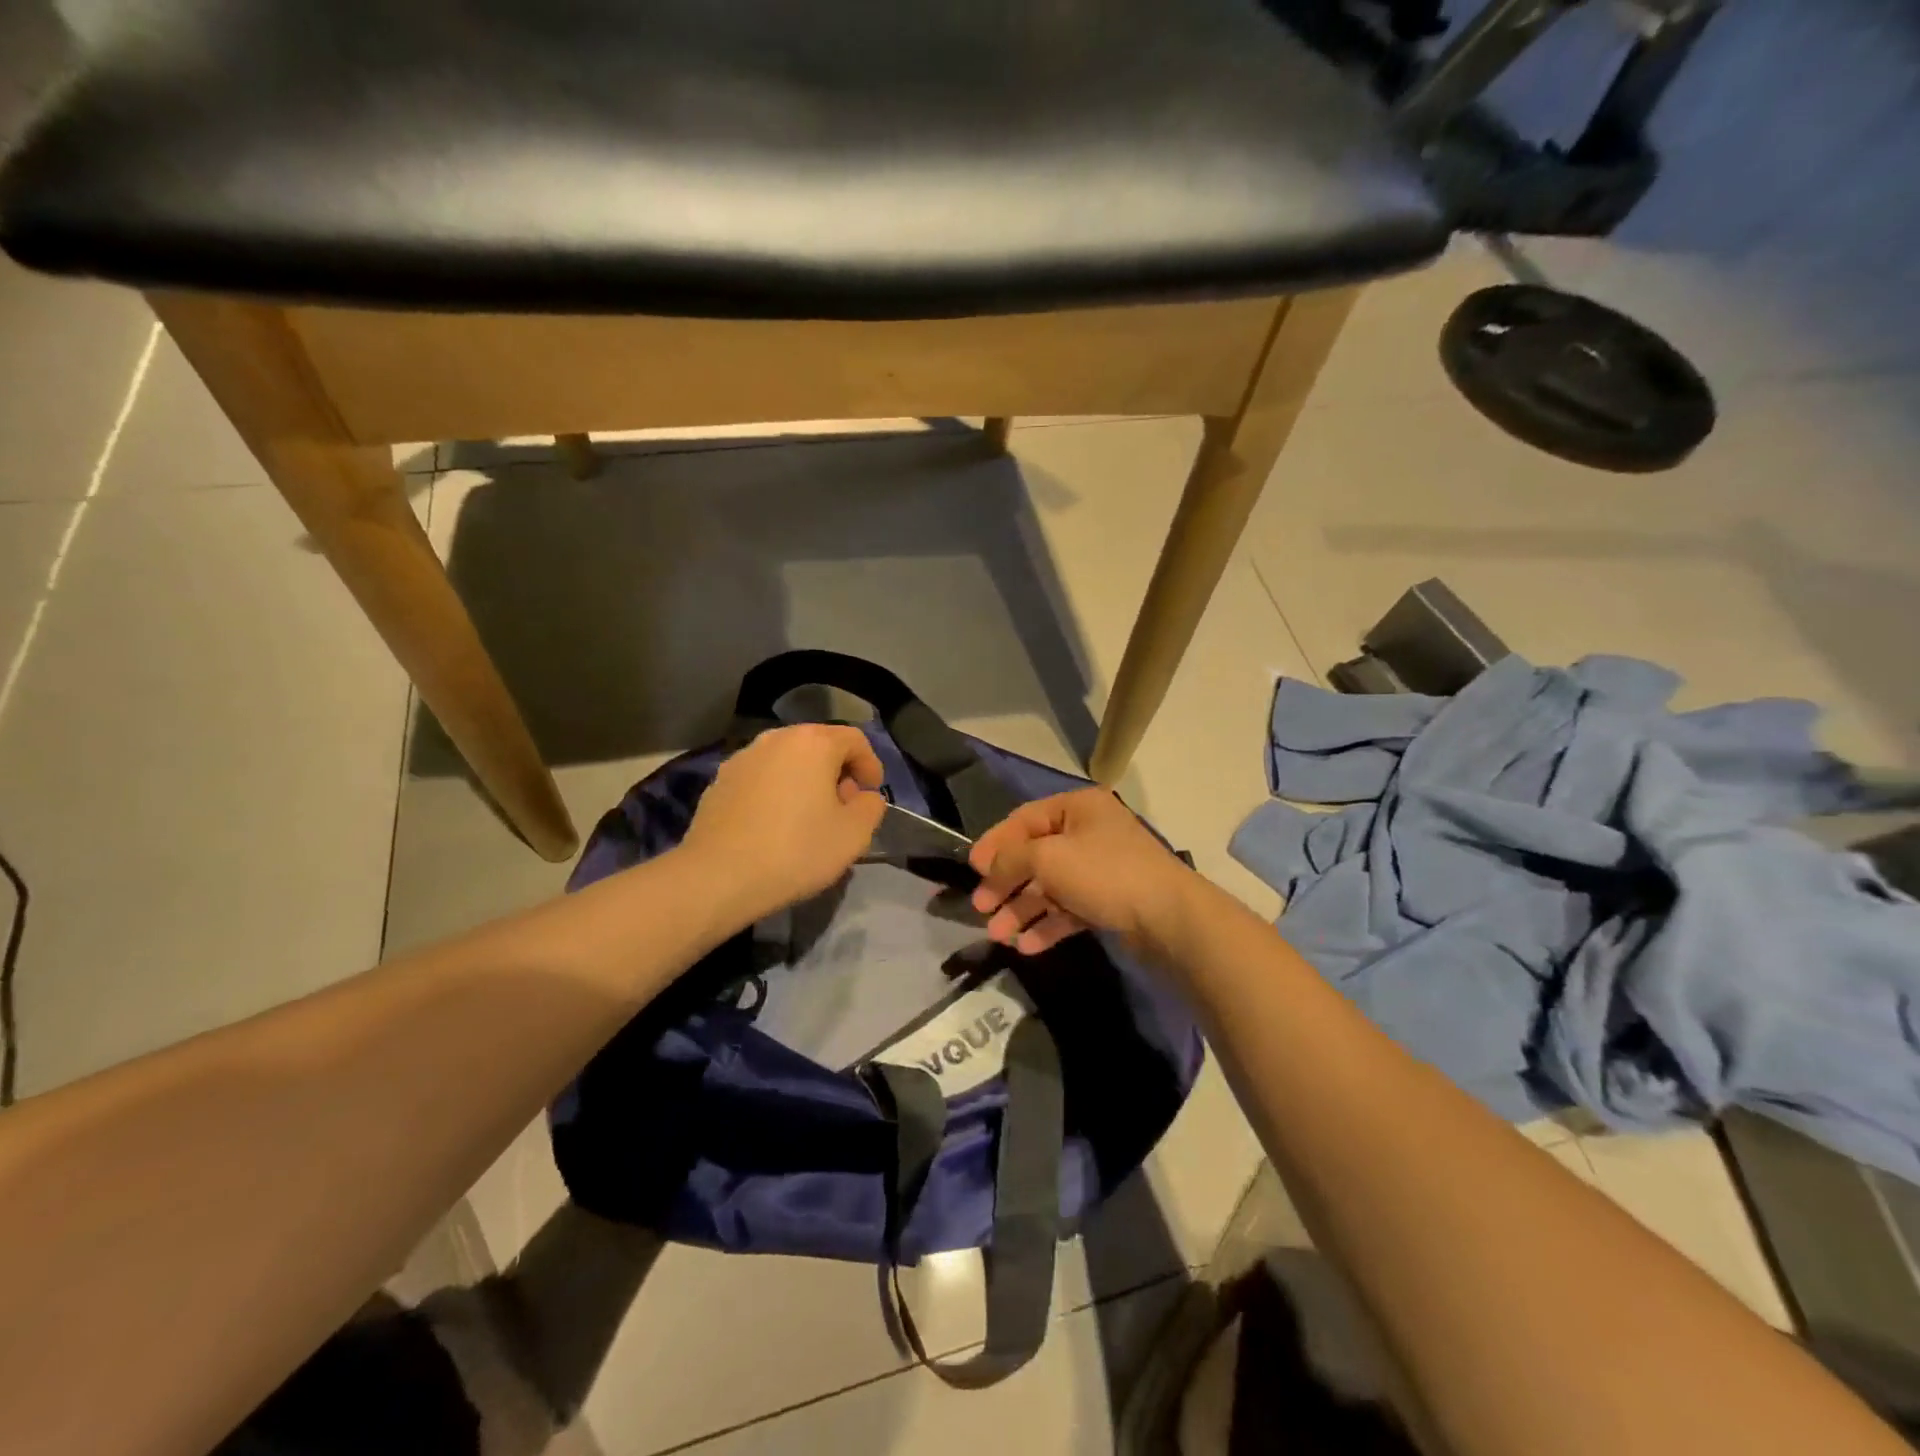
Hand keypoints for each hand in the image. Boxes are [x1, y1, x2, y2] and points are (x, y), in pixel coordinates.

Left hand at [682, 723, 888, 928]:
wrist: (718, 877)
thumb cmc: (796, 850)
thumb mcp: (854, 835)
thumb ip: (871, 807)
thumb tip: (863, 797)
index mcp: (813, 743)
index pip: (855, 740)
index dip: (870, 765)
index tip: (871, 794)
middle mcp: (776, 739)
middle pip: (818, 745)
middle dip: (837, 772)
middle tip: (843, 807)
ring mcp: (743, 758)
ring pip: (787, 761)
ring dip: (805, 781)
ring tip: (808, 818)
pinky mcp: (719, 781)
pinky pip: (761, 778)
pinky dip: (776, 792)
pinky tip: (774, 826)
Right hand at [968, 788, 1197, 956]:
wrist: (1168, 918)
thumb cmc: (1104, 873)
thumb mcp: (1048, 858)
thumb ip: (1011, 858)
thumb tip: (987, 864)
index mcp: (1078, 808)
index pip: (1024, 819)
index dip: (995, 843)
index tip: (971, 868)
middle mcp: (1089, 833)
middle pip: (1035, 856)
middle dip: (1006, 884)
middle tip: (981, 908)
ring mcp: (1100, 869)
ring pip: (1050, 886)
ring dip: (1022, 910)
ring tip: (999, 935)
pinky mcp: (1109, 901)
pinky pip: (1069, 909)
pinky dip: (1048, 925)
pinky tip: (1027, 946)